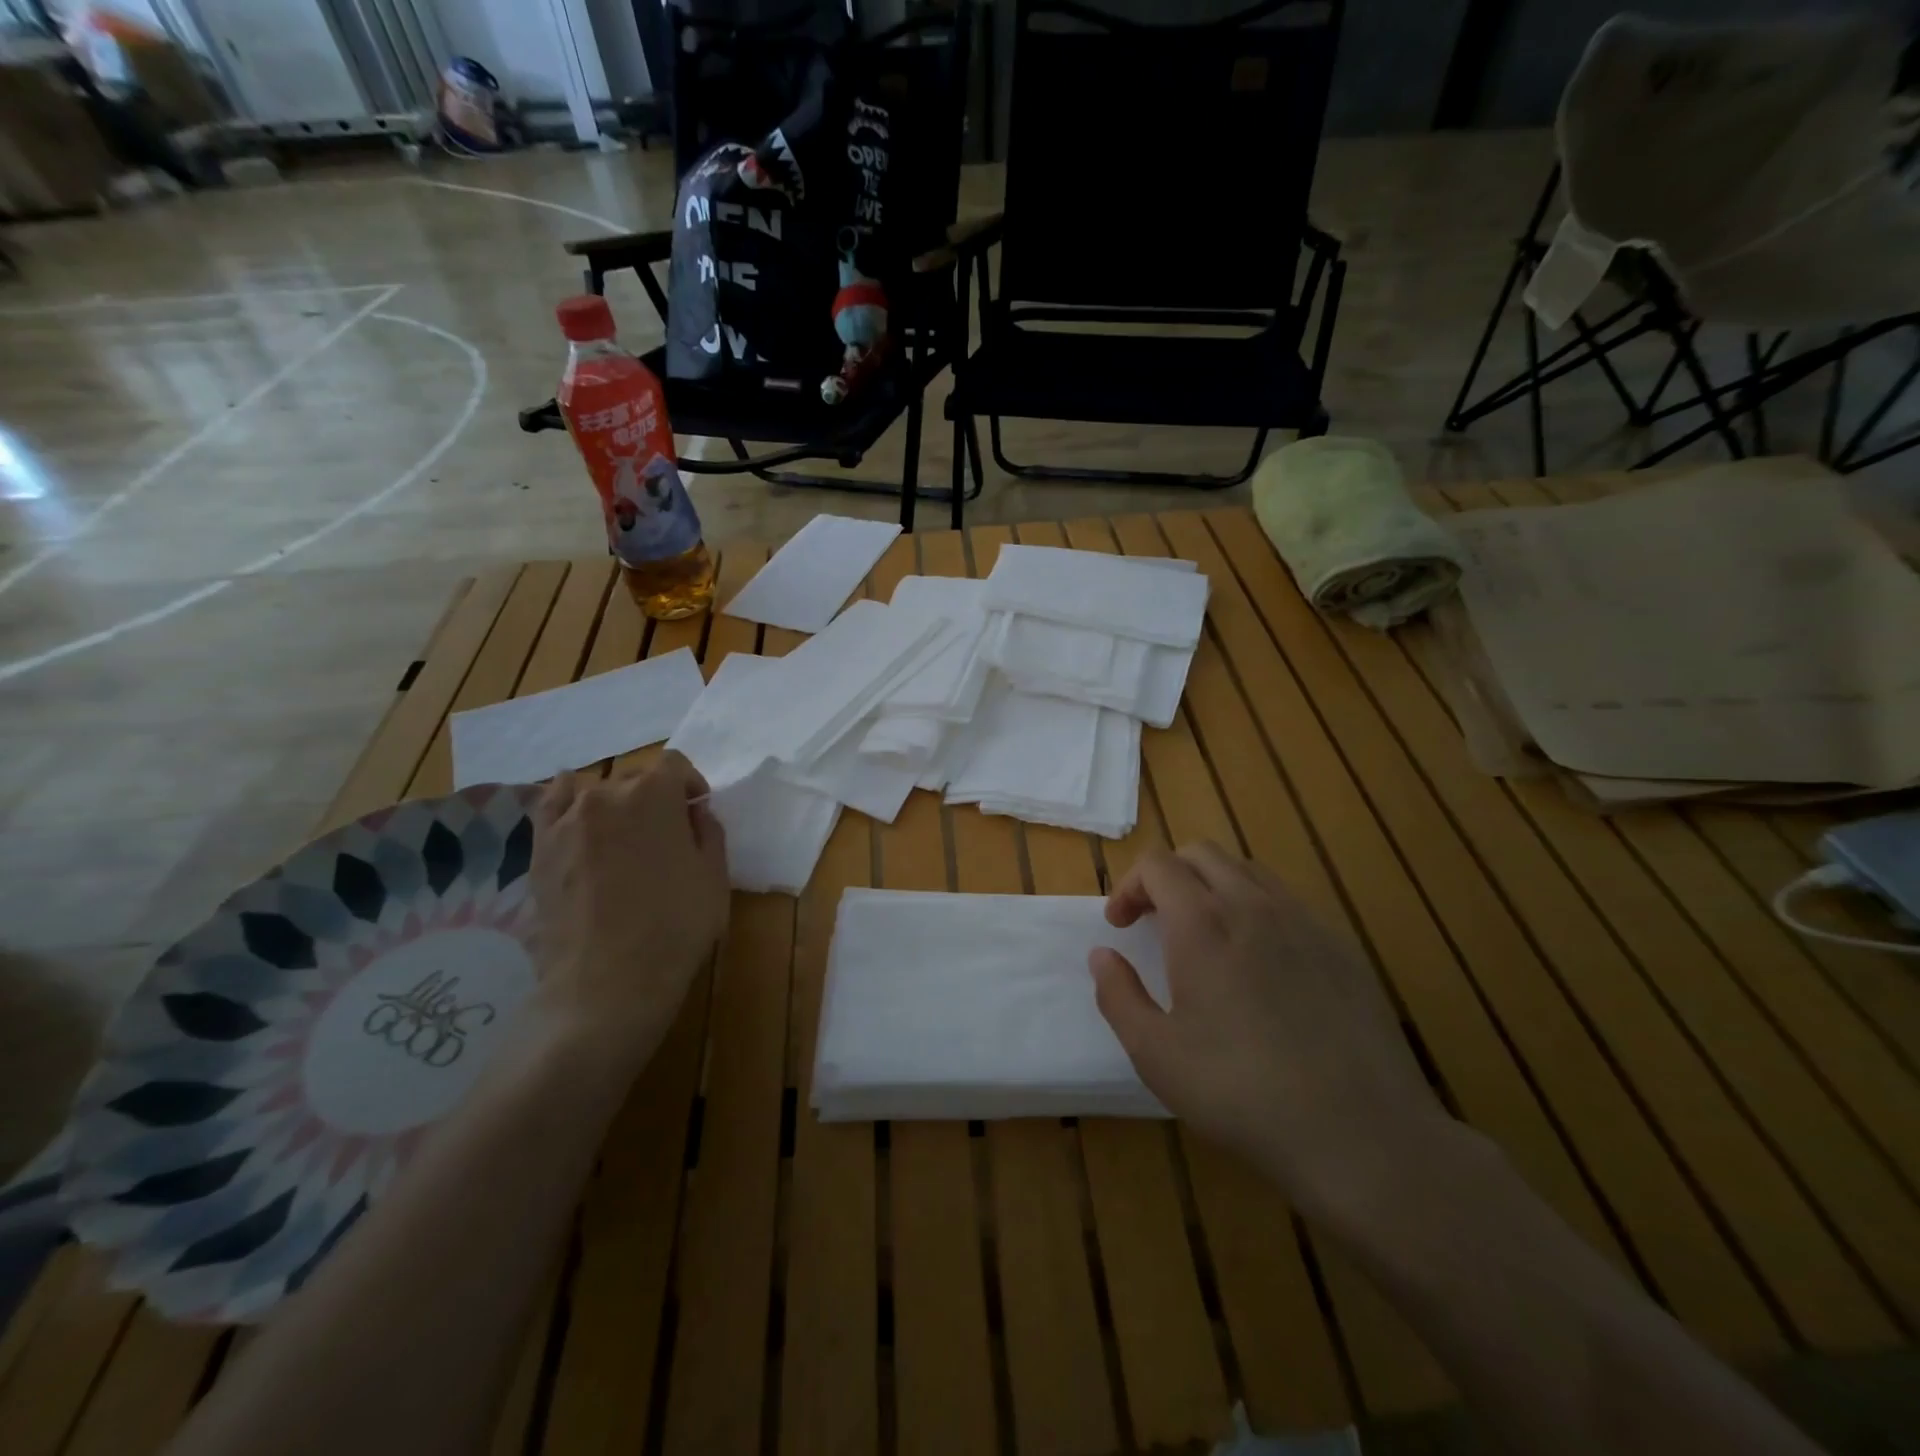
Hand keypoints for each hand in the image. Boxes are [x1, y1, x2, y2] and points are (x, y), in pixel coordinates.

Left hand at [529, 753, 729, 1076]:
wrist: (607, 982)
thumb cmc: (675, 927)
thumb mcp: (715, 877)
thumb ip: (708, 832)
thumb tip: (694, 813)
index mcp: (655, 794)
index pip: (675, 764)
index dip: (691, 786)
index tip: (696, 815)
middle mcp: (607, 794)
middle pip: (635, 778)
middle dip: (654, 798)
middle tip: (664, 837)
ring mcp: (566, 820)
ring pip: (596, 792)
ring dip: (615, 805)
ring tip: (622, 838)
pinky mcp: (539, 848)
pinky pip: (550, 805)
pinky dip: (564, 800)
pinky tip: (573, 808)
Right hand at [1090, 843, 1446, 1216]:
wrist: (1360, 1133)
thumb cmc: (1240, 1092)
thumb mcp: (1156, 1054)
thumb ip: (1118, 996)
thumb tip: (1102, 956)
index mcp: (1202, 923)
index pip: (1157, 864)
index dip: (1129, 886)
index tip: (1120, 927)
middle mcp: (1252, 905)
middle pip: (1201, 854)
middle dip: (1167, 876)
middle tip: (1154, 922)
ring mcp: (1303, 922)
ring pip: (1247, 871)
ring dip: (1212, 886)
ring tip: (1205, 936)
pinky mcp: (1341, 947)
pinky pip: (1288, 904)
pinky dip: (1256, 911)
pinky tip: (1261, 966)